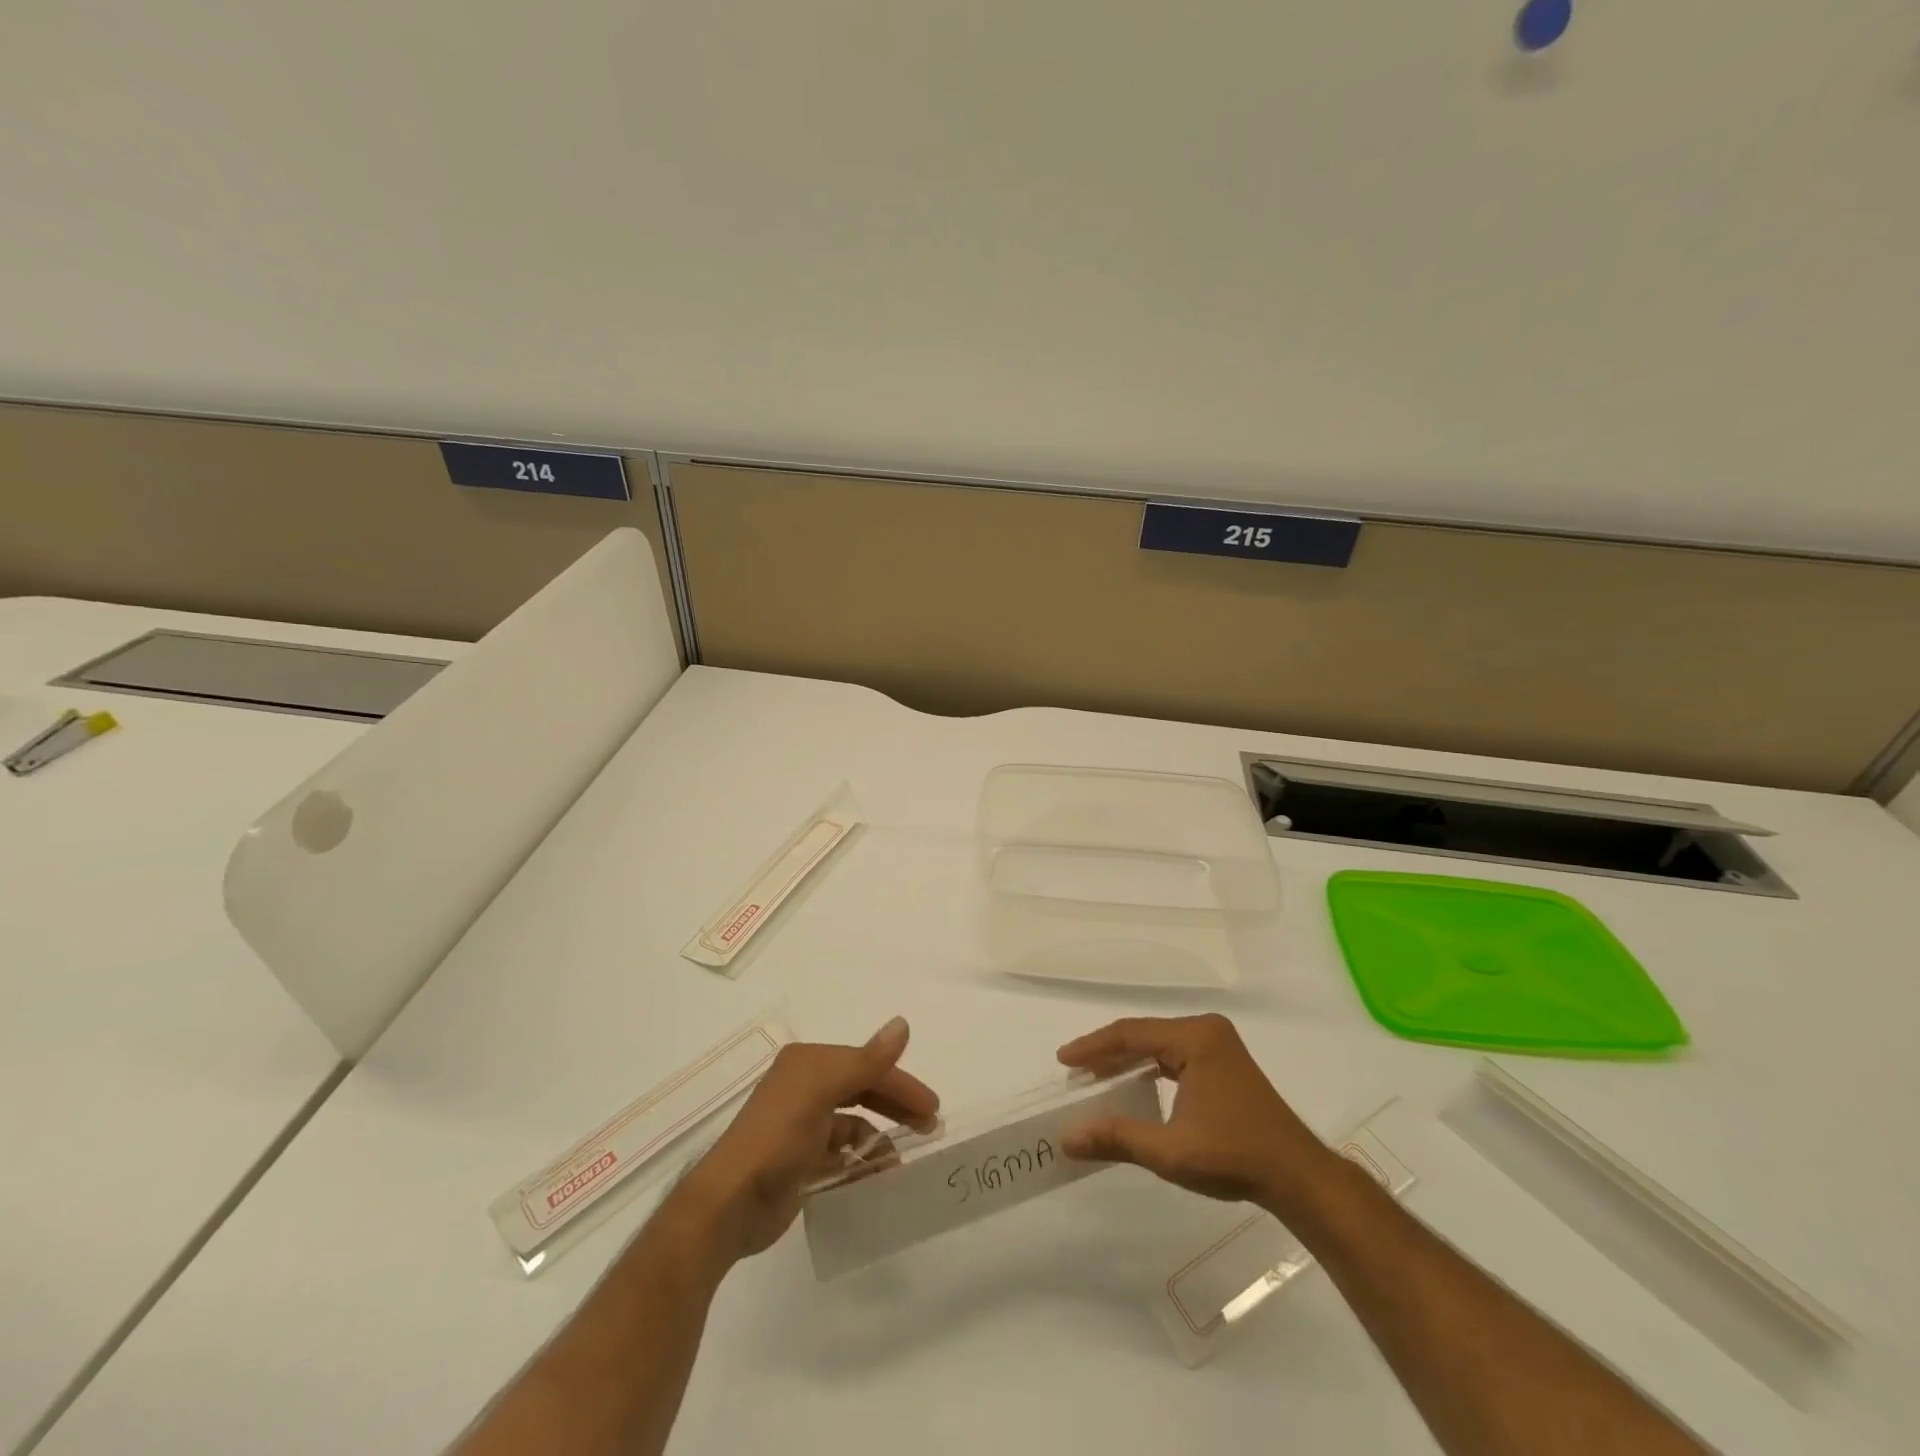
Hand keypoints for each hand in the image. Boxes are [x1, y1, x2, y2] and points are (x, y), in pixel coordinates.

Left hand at [668, 1017, 938, 1267]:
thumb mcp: (822, 1091)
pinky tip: (876, 1179)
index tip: (931, 1108)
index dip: (900, 1083)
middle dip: (895, 1106)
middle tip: (928, 1128)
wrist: (729, 1204)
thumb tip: (903, 1024)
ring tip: (902, 1162)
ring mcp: (801, 1128)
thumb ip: (866, 1062)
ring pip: (853, 1125)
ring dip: (879, 1139)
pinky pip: (840, 1157)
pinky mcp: (799, 1163)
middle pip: (862, 1091)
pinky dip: (859, 1165)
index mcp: (808, 1065)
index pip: (865, 1065)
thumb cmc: (777, 1138)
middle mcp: (804, 1089)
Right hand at [1057, 1014, 1333, 1212]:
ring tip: (1096, 1077)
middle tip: (1075, 1071)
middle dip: (1107, 1053)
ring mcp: (1217, 1043)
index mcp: (1195, 1038)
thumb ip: (1117, 1138)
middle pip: (1144, 1034)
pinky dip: (1150, 1067)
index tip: (1064, 1060)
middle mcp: (1206, 1029)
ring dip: (1127, 1060)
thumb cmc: (1234, 1157)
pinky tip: (1133, 1083)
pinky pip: (1175, 1054)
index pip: (1131, 1033)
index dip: (1093, 1046)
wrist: (1297, 1176)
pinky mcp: (1223, 1060)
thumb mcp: (1170, 1151)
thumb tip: (1067, 1139)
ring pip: (1159, 1043)